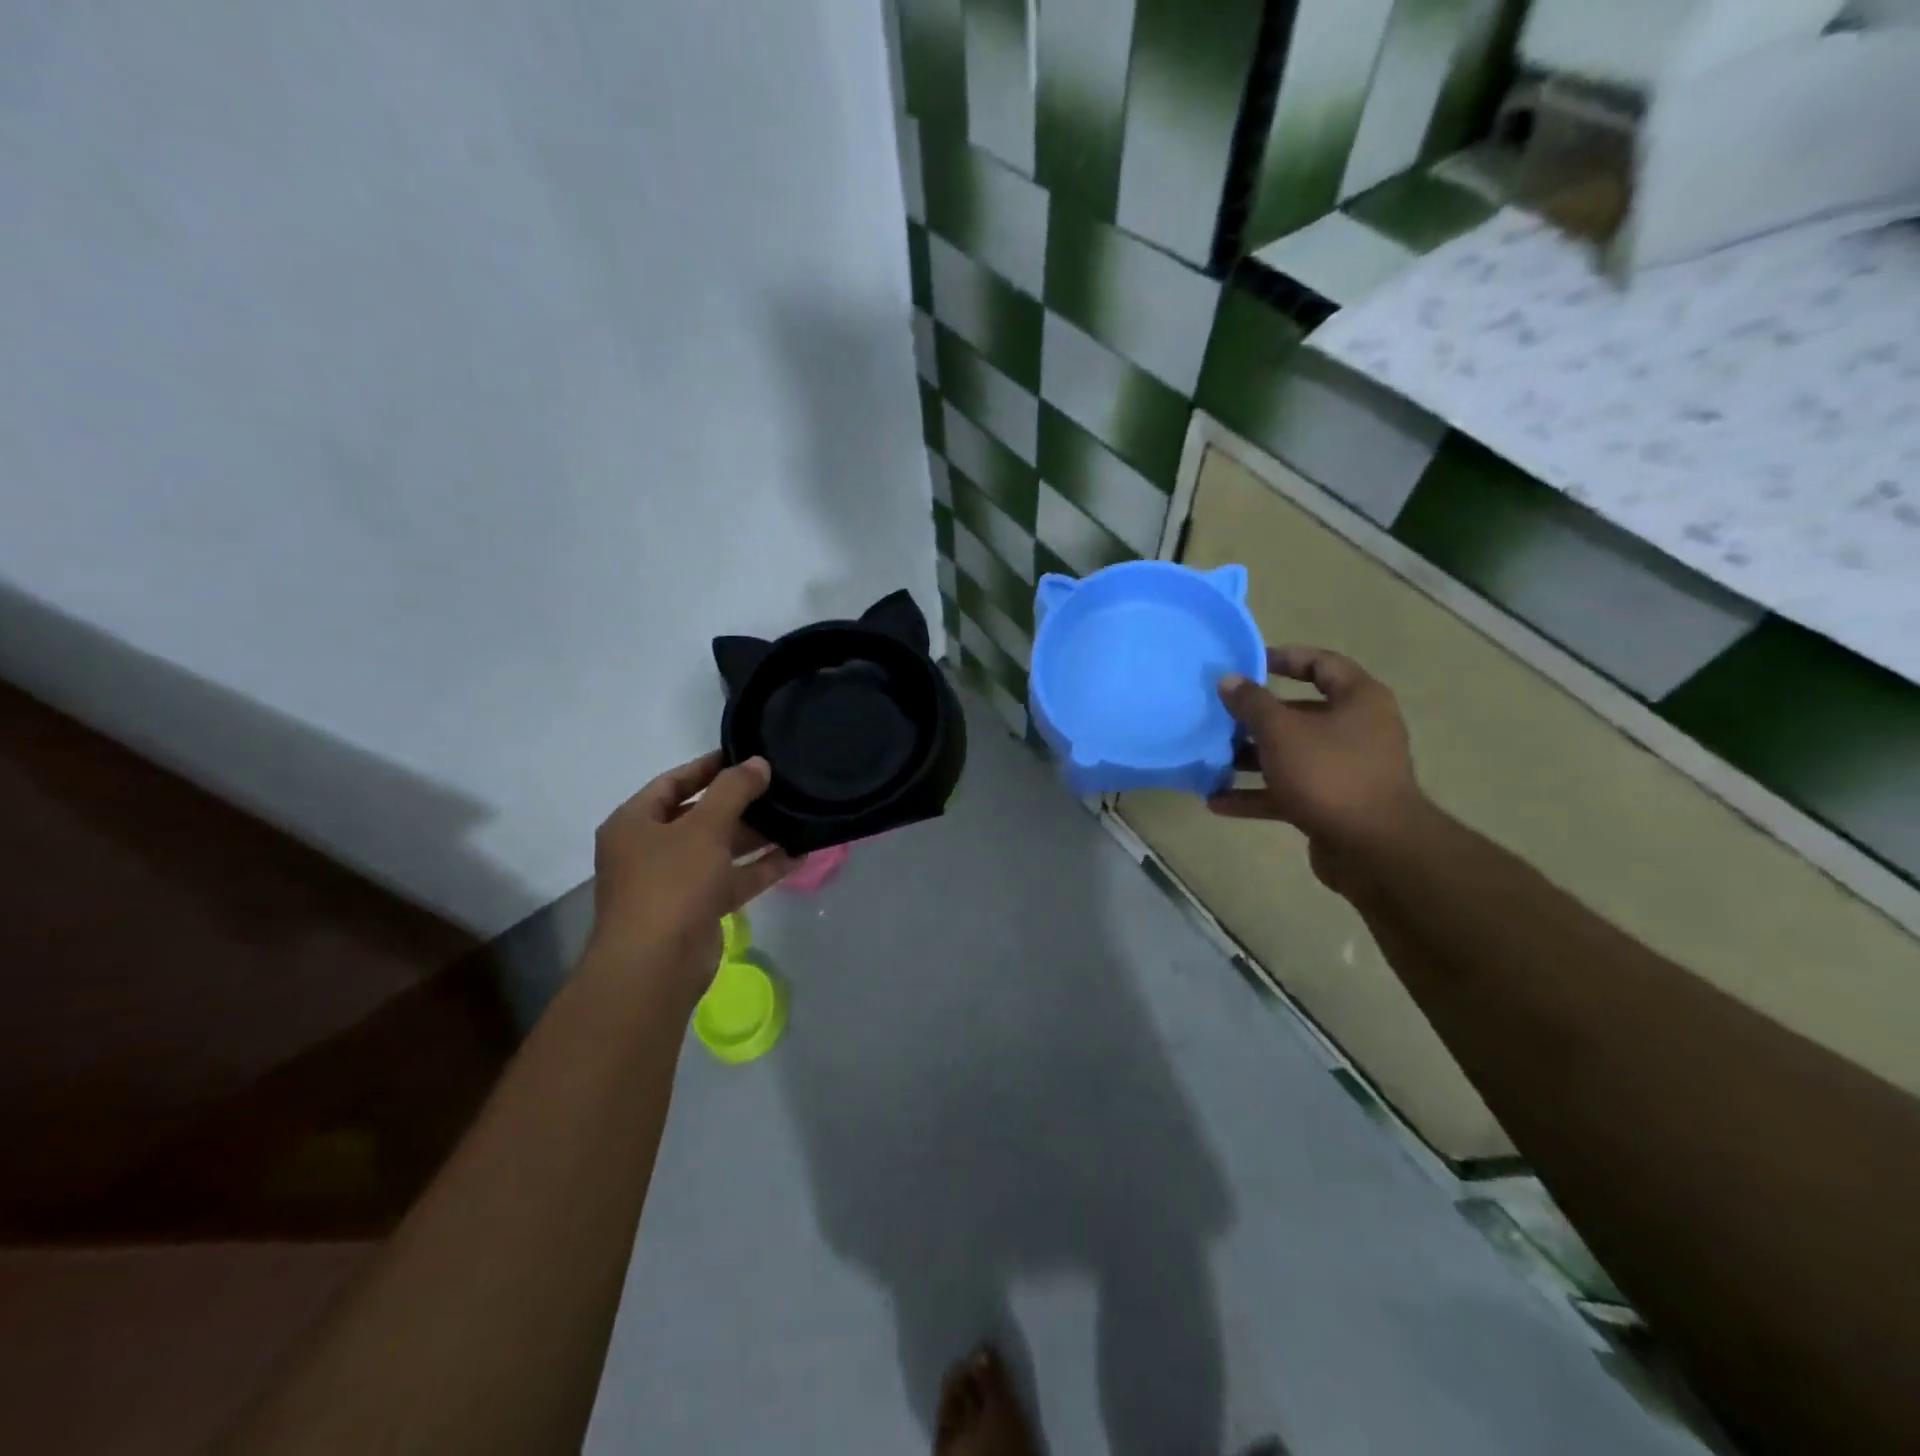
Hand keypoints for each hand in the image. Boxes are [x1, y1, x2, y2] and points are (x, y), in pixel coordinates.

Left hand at [585, 752, 795, 1002]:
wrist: (656, 965)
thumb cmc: (670, 883)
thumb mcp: (703, 827)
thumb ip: (734, 790)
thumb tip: (758, 763)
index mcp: (634, 823)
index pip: (672, 782)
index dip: (708, 767)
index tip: (746, 755)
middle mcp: (650, 850)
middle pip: (698, 816)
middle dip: (738, 803)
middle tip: (778, 786)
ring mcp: (673, 882)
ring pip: (719, 849)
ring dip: (754, 836)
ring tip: (794, 816)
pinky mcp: (698, 909)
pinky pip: (732, 879)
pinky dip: (760, 868)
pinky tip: (797, 854)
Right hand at [1210, 646, 1423, 866]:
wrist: (1373, 848)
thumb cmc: (1329, 773)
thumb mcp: (1281, 731)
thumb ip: (1251, 703)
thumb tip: (1228, 679)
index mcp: (1358, 700)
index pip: (1321, 664)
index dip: (1284, 658)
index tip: (1246, 663)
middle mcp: (1356, 730)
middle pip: (1300, 713)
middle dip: (1256, 717)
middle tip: (1219, 715)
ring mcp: (1344, 770)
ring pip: (1291, 755)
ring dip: (1250, 758)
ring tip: (1211, 759)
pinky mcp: (1331, 804)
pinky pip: (1287, 792)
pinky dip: (1256, 795)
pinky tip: (1217, 802)